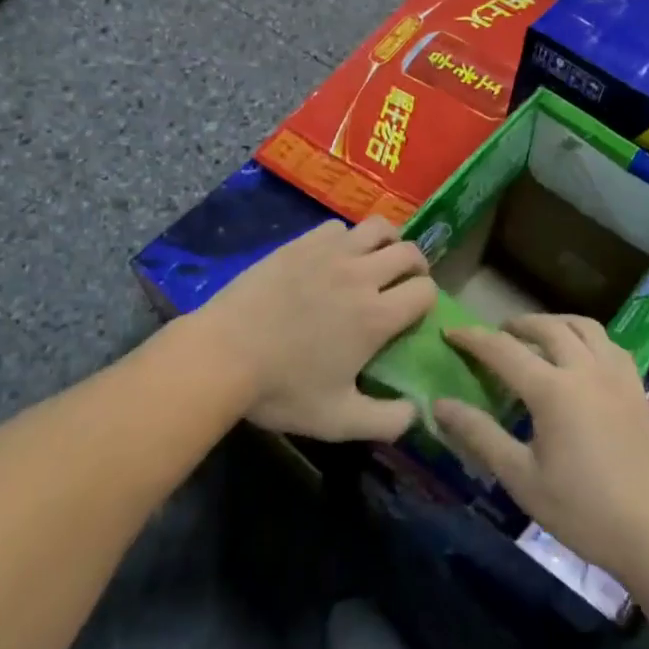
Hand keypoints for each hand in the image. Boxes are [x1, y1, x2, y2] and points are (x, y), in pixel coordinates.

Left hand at [199, 217, 433, 442]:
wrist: (223, 354)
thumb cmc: (282, 389)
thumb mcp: (338, 420)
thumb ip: (386, 421)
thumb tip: (417, 412)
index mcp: (376, 316)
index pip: (425, 291)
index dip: (426, 300)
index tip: (413, 313)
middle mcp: (361, 275)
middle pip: (409, 252)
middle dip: (416, 266)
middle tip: (403, 282)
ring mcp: (330, 253)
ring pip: (378, 227)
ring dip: (388, 241)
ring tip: (377, 258)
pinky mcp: (301, 243)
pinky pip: (338, 227)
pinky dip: (346, 238)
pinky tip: (334, 256)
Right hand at [435, 315, 648, 576]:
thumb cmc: (583, 511)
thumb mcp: (521, 478)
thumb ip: (480, 435)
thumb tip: (440, 405)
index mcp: (552, 390)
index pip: (503, 350)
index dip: (473, 338)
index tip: (450, 333)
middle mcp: (584, 369)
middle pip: (547, 326)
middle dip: (516, 324)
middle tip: (497, 334)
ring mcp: (616, 374)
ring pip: (583, 326)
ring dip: (555, 322)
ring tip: (539, 335)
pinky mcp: (637, 386)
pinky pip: (609, 343)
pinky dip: (586, 337)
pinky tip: (581, 357)